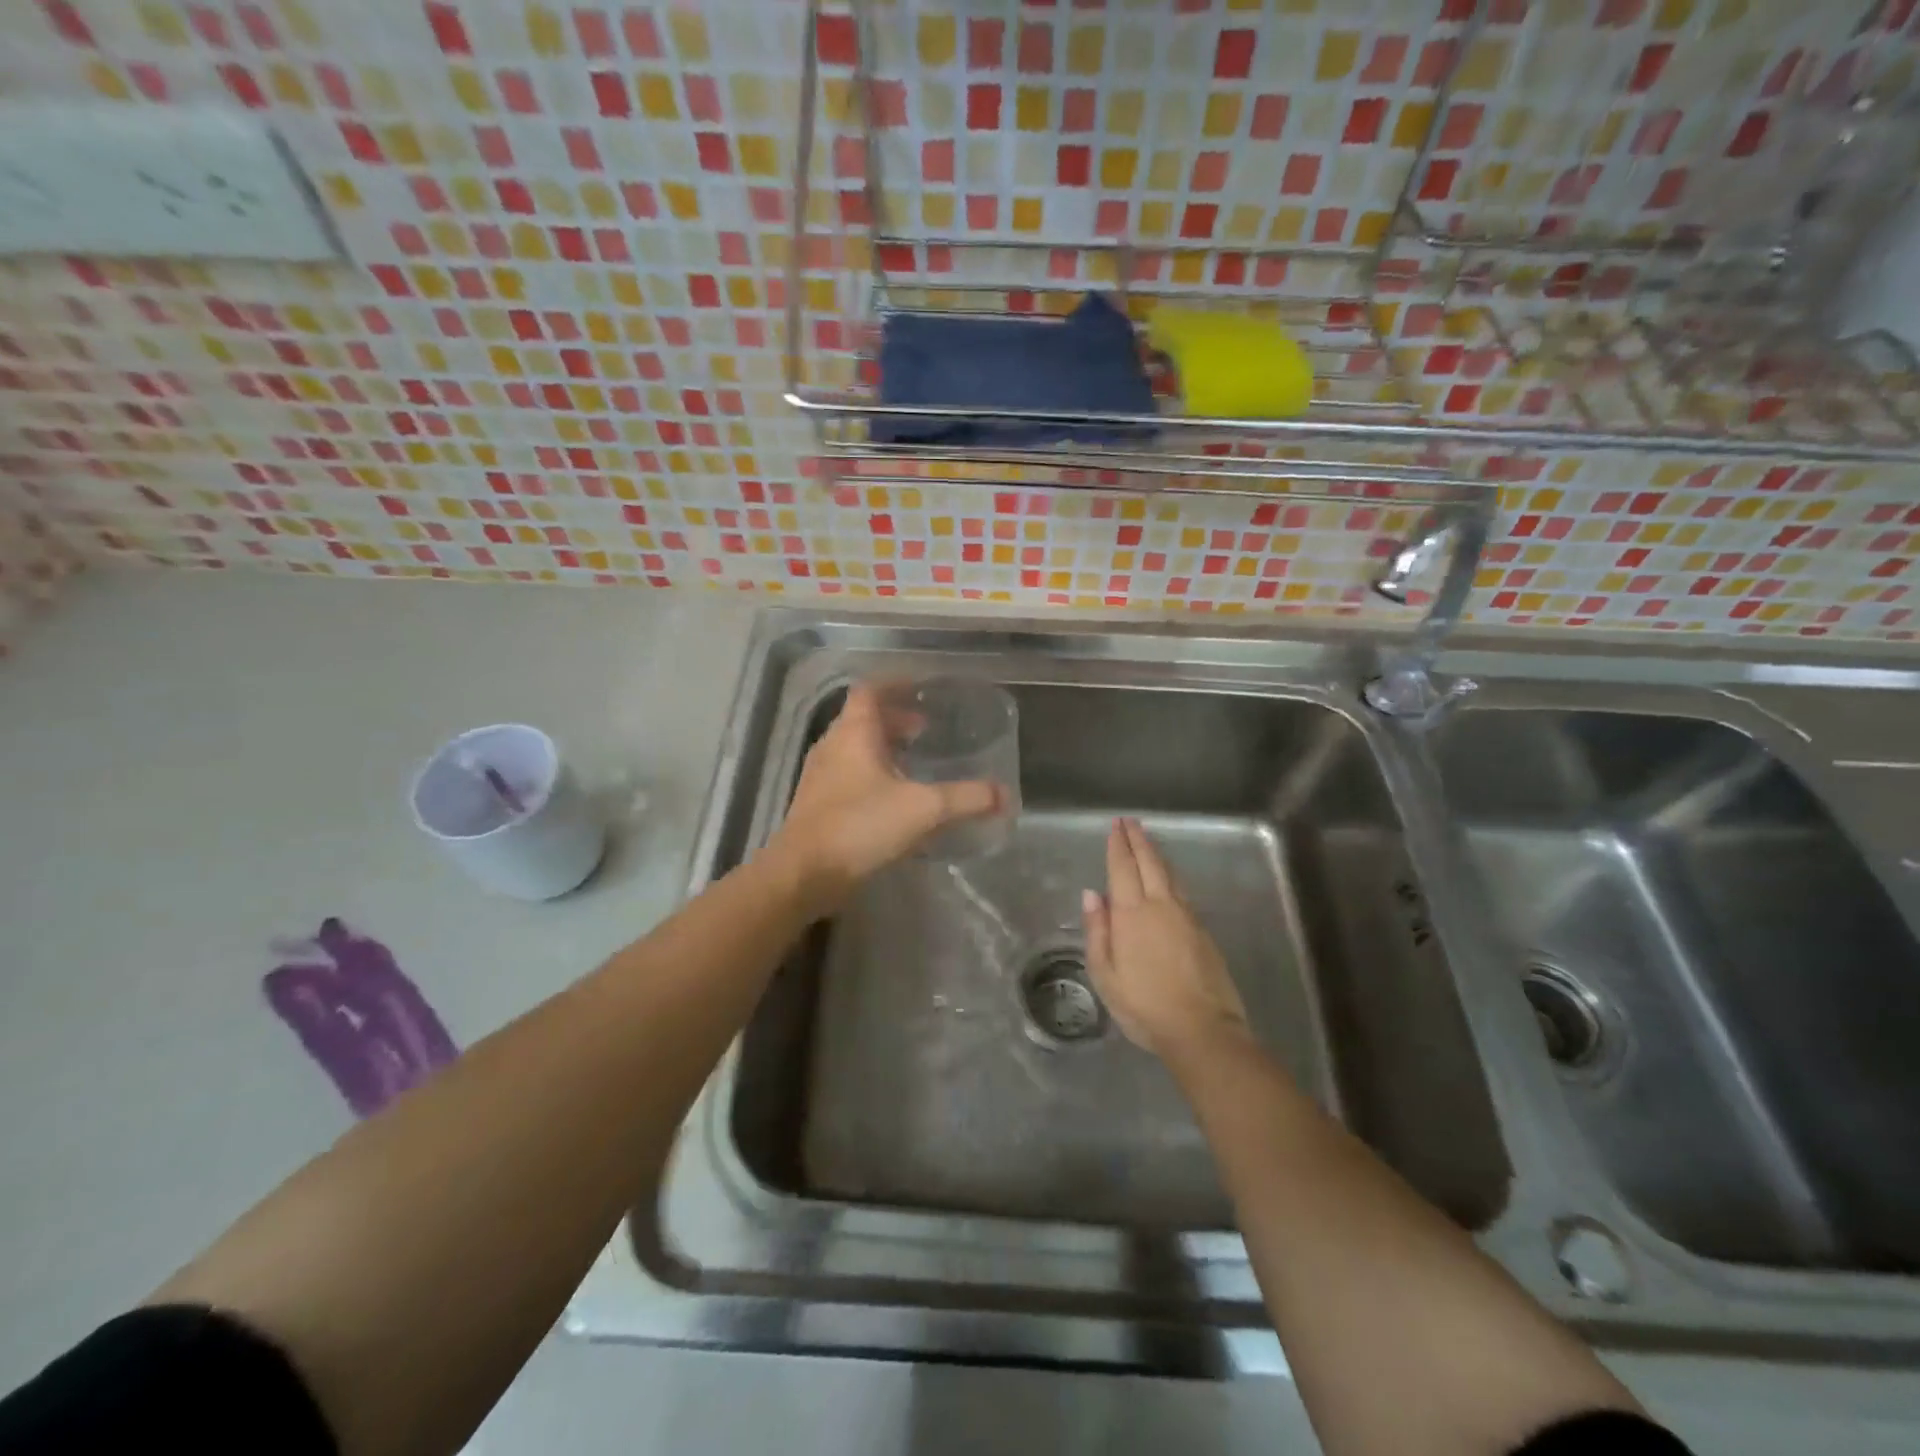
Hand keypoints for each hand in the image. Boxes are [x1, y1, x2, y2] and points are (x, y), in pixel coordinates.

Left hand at [769, 683, 1004, 913]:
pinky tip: (893, 800)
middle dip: (894, 720)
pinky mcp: (817, 805)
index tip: (921, 688)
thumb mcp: (924, 809)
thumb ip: (966, 798)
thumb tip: (1005, 795)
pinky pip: (848, 776)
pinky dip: (872, 775)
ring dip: (882, 748)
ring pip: (854, 749)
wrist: (804, 874)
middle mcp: (832, 746)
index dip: (895, 684)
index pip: (870, 690)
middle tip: (926, 730)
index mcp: (853, 733)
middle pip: (862, 719)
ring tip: (913, 763)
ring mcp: (820, 776)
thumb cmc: (860, 826)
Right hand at [1082, 818, 1251, 1065]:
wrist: (1202, 1029)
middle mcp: (1160, 905)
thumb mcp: (1105, 975)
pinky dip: (1170, 874)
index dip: (1118, 845)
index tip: (1115, 826)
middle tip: (1130, 822)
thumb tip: (1092, 894)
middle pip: (1149, 863)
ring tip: (1147, 841)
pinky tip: (1167, 877)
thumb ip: (1097, 931)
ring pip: (1169, 873)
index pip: (1122, 868)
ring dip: (1156, 853)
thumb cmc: (1144, 1006)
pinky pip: (1181, 890)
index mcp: (1131, 914)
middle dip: (1138, 840)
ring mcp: (1185, 916)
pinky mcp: (1202, 930)